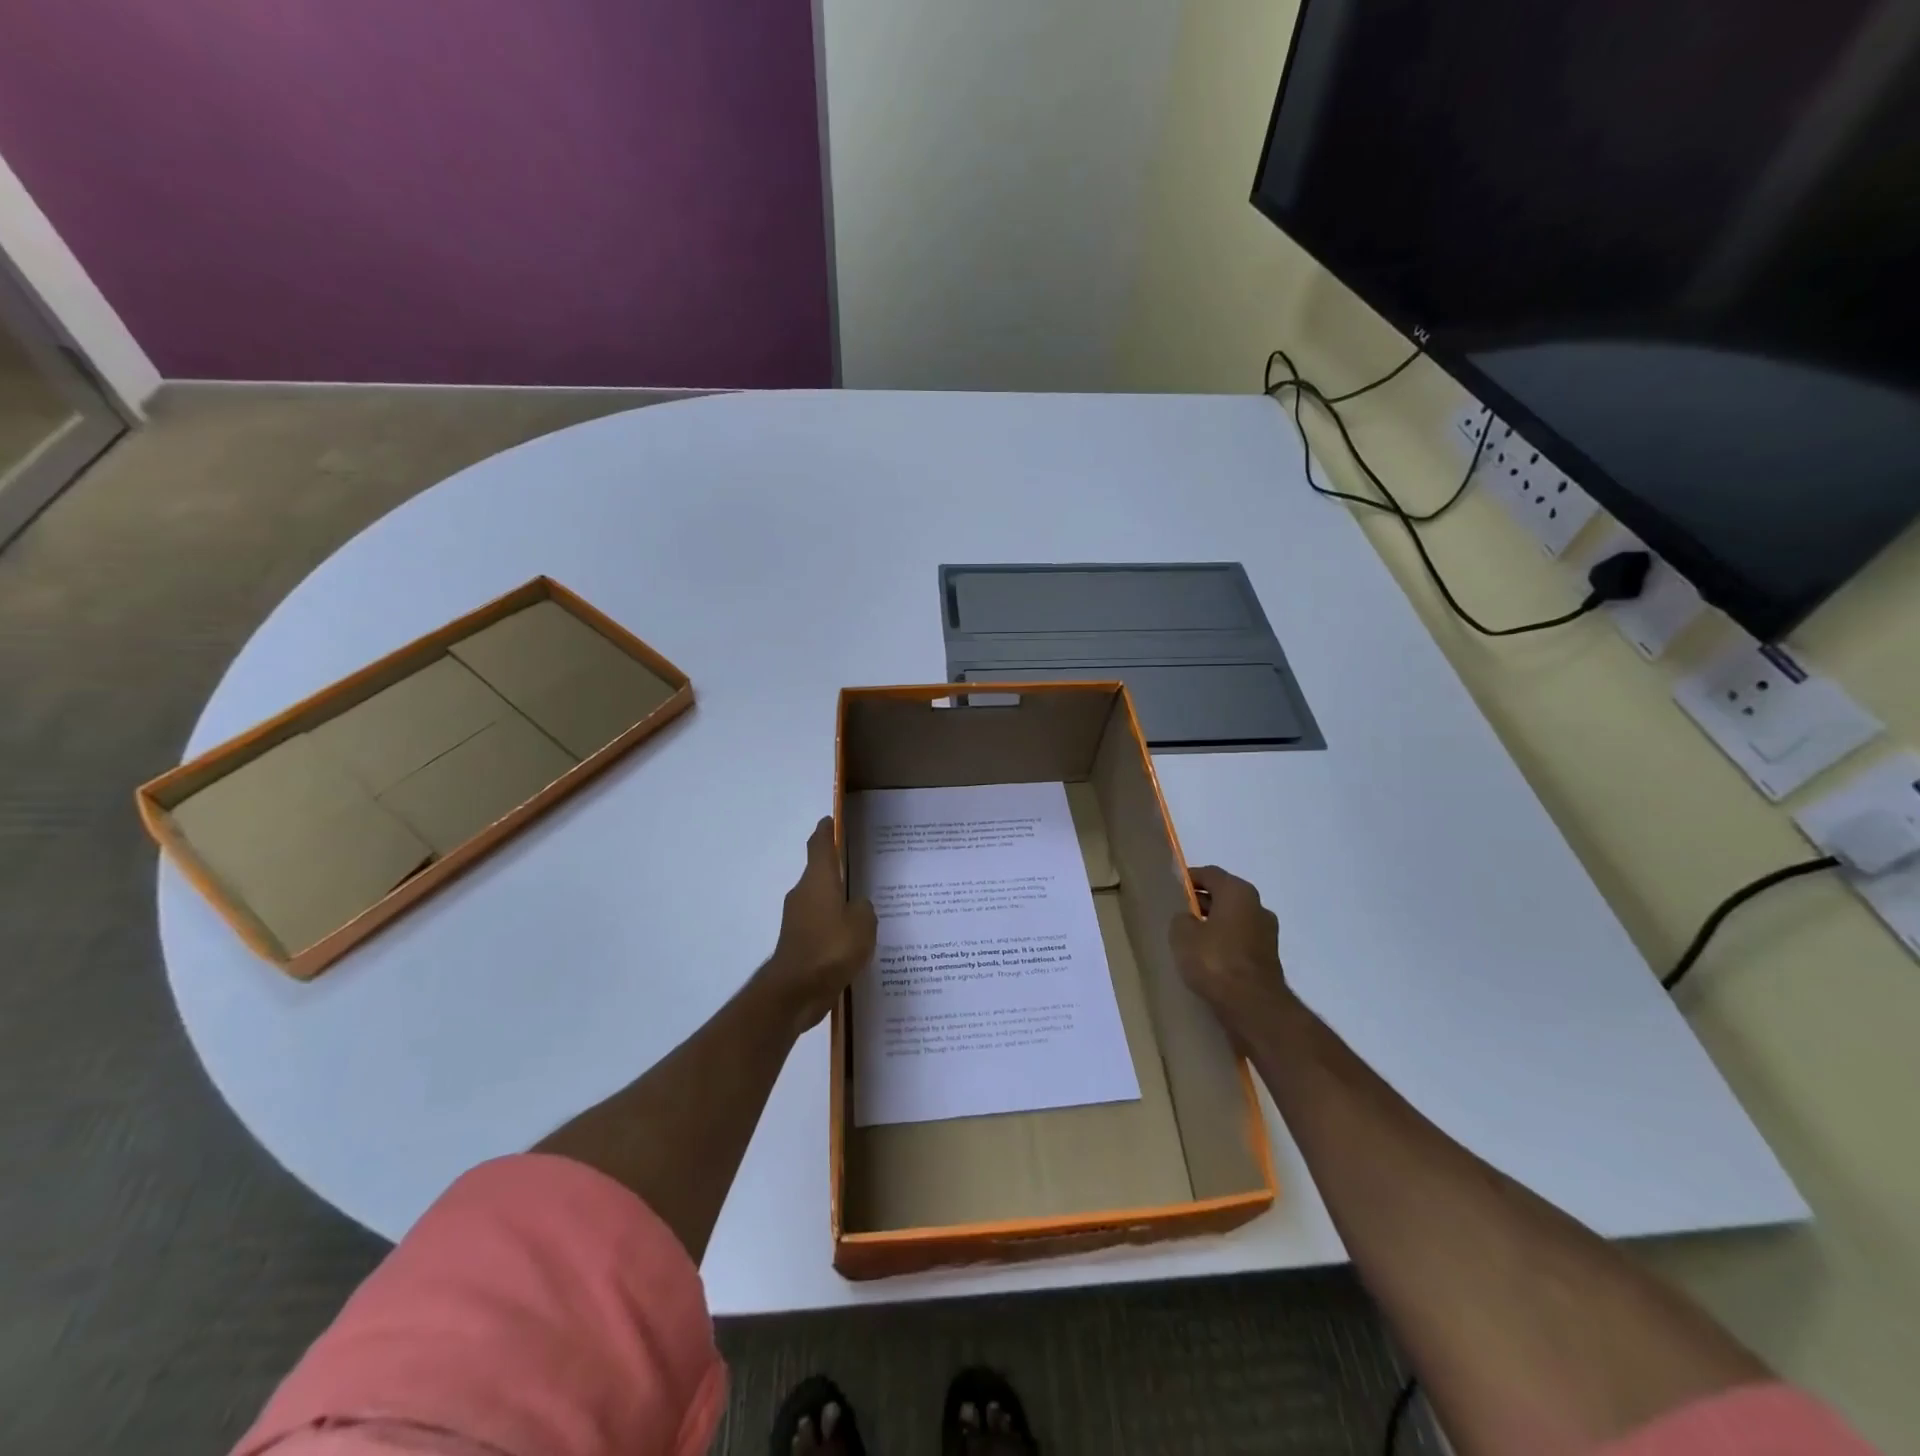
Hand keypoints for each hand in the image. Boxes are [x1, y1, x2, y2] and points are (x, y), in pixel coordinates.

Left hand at [764, 817, 877, 1032]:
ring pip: (820, 901)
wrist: (795, 992)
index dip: (825, 831)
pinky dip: (833, 926)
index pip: (819, 846)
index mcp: (818, 881)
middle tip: (860, 867)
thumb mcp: (862, 925)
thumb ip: (864, 909)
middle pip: (819, 873)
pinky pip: (820, 925)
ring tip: (862, 907)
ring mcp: (797, 920)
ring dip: (835, 901)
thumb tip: (857, 906)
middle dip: (836, 869)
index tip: (831, 820)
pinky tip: (852, 939)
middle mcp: (803, 894)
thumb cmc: (831, 948)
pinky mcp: (798, 943)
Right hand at [1168, 865, 1291, 1034]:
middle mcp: (1258, 907)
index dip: (1189, 878)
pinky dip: (1224, 943)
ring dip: (1213, 924)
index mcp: (1238, 892)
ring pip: (1233, 920)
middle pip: (1224, 896)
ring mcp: (1267, 934)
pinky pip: (1239, 941)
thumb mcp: (1182, 934)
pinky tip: (1206, 958)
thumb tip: (1188, 919)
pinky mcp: (1267, 958)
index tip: (1172, 888)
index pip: (1210, 874)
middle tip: (1177, 913)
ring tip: (1189, 938)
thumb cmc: (1215, 960)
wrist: (1253, 1006)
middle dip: (1201, 902)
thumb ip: (1181, 919)